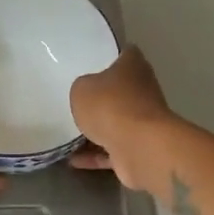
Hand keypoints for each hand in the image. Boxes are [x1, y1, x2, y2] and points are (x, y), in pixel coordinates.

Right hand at [70, 46, 175, 190]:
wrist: (138, 147)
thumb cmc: (110, 106)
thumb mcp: (82, 89)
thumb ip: (83, 89)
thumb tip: (88, 96)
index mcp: (133, 67)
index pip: (125, 54)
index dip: (111, 56)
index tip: (94, 61)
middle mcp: (143, 91)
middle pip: (121, 90)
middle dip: (103, 97)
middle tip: (77, 99)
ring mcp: (143, 122)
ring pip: (117, 123)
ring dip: (98, 130)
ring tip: (70, 134)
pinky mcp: (138, 149)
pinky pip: (112, 151)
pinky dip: (95, 156)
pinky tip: (72, 160)